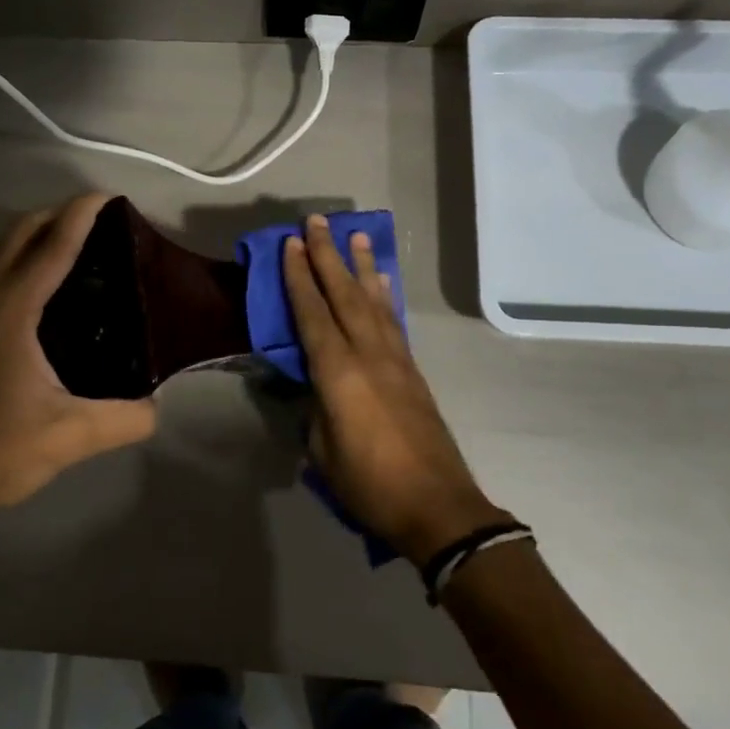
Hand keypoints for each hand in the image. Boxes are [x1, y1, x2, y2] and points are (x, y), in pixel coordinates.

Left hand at [0, 194, 157, 521]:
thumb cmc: (1, 451)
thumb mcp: (74, 435)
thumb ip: (128, 418)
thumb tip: (159, 406)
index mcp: (12, 313)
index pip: (51, 248)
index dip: (80, 216)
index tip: (109, 196)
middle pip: (18, 236)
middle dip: (56, 215)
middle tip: (99, 218)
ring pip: (2, 253)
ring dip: (35, 234)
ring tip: (77, 241)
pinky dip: (23, 259)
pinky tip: (48, 286)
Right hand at [282, 215, 508, 564]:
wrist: (437, 506)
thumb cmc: (369, 484)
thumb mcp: (323, 450)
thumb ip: (315, 410)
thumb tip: (315, 389)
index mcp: (337, 372)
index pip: (312, 313)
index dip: (300, 277)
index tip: (292, 244)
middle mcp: (367, 353)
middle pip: (344, 294)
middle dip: (328, 255)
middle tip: (318, 221)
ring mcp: (394, 359)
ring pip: (373, 300)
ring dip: (362, 266)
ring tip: (355, 236)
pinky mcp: (412, 371)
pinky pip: (392, 321)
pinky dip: (384, 296)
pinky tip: (382, 282)